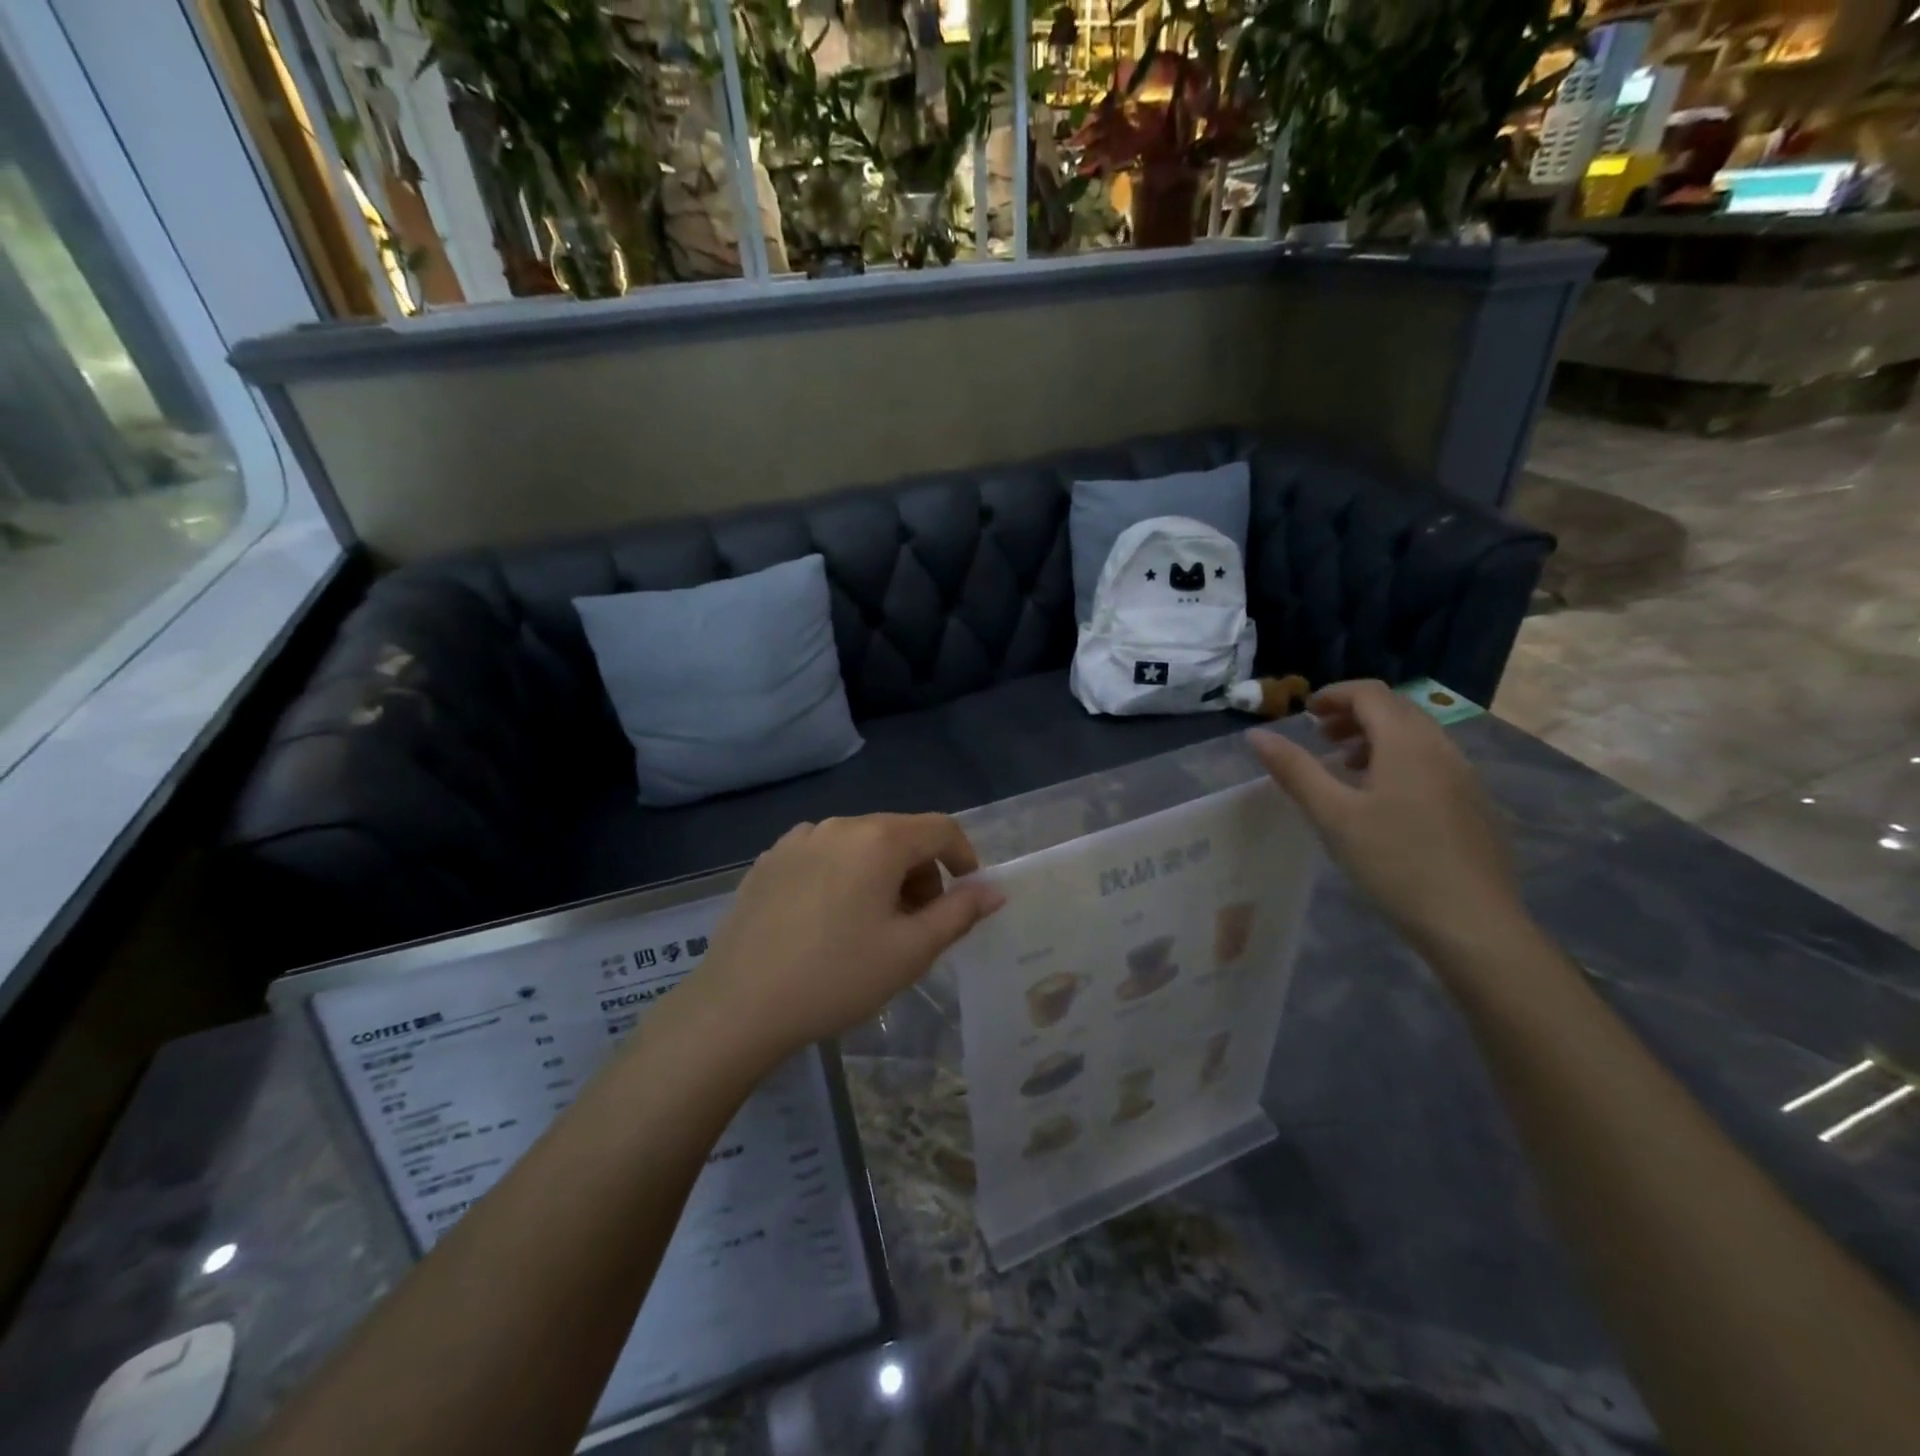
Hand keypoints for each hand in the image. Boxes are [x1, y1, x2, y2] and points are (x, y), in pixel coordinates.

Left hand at [691, 814, 1004, 1066]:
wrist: (738, 1005)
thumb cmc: (837, 977)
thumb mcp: (911, 951)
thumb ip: (959, 913)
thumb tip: (993, 889)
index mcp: (878, 839)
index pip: (941, 828)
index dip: (964, 858)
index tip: (966, 896)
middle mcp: (838, 825)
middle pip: (899, 834)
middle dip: (921, 872)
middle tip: (919, 923)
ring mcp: (797, 840)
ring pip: (859, 845)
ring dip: (882, 875)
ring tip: (872, 926)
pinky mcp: (768, 861)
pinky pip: (823, 856)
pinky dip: (843, 876)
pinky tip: (827, 922)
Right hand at [1247, 680, 1525, 952]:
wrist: (1474, 923)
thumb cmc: (1394, 862)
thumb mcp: (1333, 815)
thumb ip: (1295, 770)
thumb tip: (1257, 734)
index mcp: (1407, 743)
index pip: (1370, 693)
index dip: (1334, 694)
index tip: (1304, 714)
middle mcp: (1441, 748)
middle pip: (1395, 710)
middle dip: (1353, 715)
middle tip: (1319, 738)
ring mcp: (1464, 777)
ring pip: (1416, 737)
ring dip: (1376, 738)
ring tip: (1345, 768)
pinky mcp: (1474, 805)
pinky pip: (1432, 762)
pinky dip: (1399, 761)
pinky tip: (1382, 802)